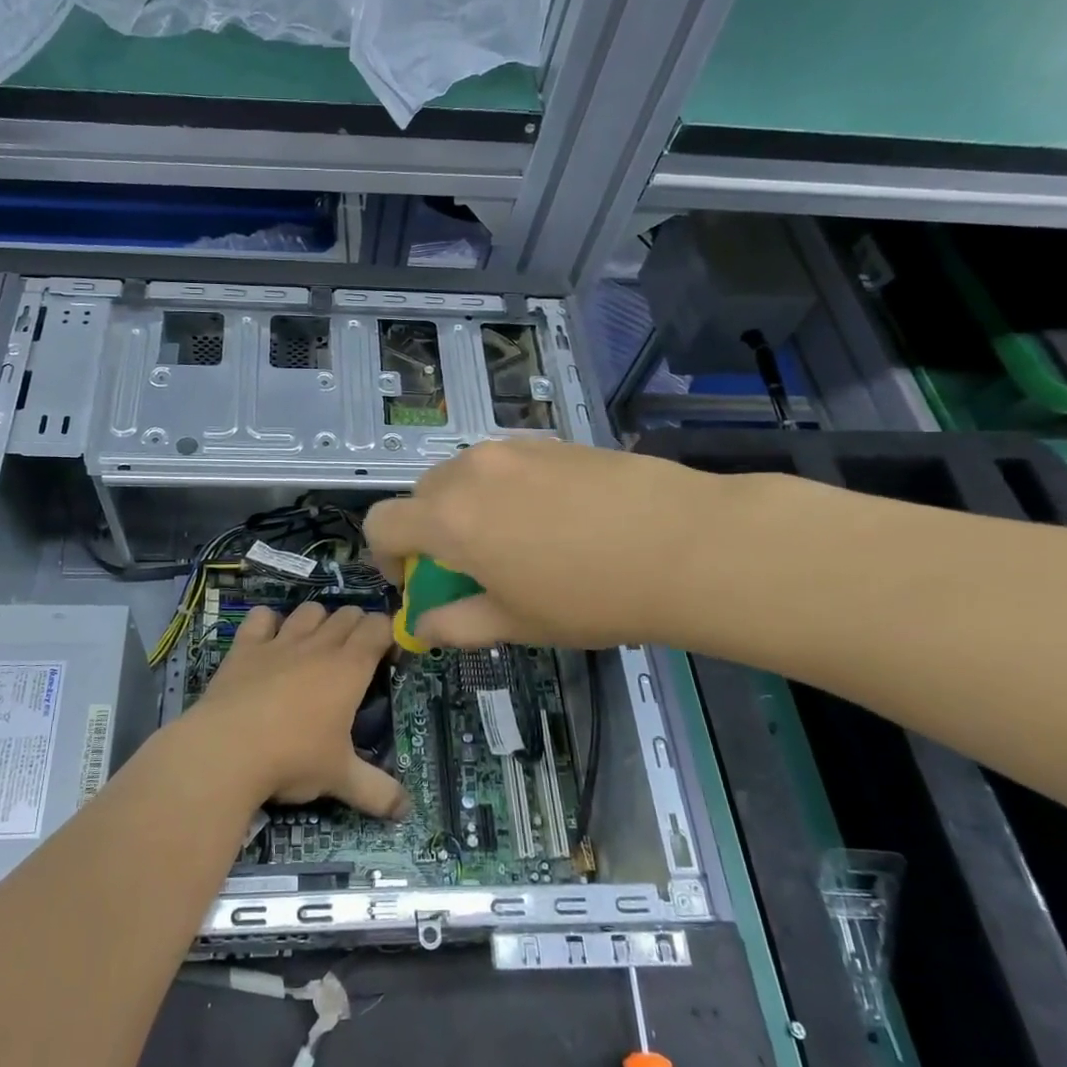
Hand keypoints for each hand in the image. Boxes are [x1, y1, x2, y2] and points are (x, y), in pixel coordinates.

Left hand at [187, 601, 409, 818]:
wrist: (226, 750)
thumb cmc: (293, 758)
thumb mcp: (340, 778)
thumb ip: (378, 792)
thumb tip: (407, 810)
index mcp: (349, 668)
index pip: (379, 628)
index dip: (388, 634)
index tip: (388, 658)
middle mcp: (318, 645)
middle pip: (347, 614)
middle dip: (357, 627)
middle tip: (354, 658)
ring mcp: (279, 642)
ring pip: (308, 610)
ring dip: (318, 620)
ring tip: (315, 645)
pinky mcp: (245, 647)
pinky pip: (261, 617)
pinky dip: (268, 622)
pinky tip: (268, 641)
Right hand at [364, 439, 708, 648]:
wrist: (685, 544)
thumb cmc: (590, 596)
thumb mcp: (515, 623)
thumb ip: (455, 623)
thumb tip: (422, 624)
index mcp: (449, 520)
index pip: (382, 523)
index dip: (385, 555)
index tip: (413, 579)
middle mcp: (469, 472)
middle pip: (421, 496)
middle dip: (427, 532)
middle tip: (466, 566)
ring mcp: (512, 450)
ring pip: (462, 475)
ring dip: (464, 507)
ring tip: (512, 540)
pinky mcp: (549, 441)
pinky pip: (503, 464)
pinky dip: (502, 489)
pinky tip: (551, 517)